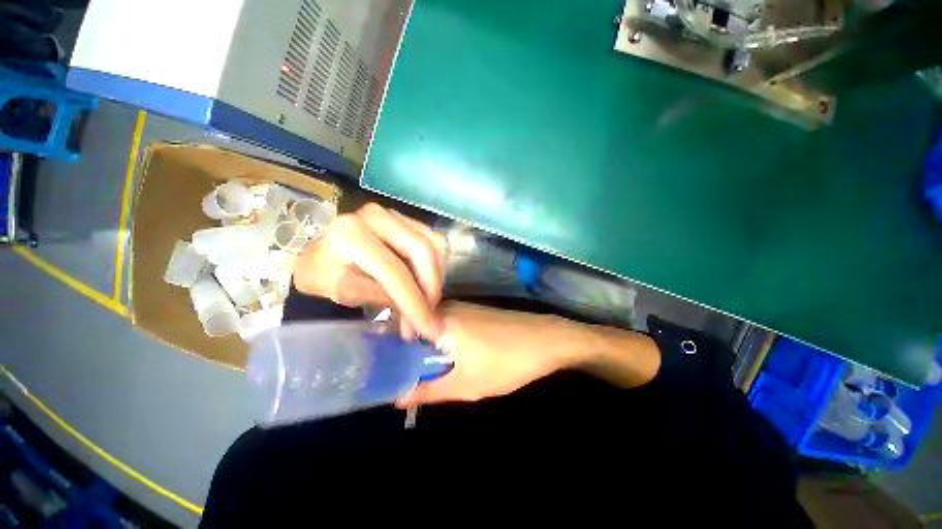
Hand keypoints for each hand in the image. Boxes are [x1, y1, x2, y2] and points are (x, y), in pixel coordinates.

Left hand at [293, 203, 446, 339]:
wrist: (317, 249)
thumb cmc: (322, 273)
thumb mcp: (345, 293)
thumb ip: (383, 300)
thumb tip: (417, 319)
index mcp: (352, 235)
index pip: (395, 272)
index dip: (415, 302)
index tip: (430, 328)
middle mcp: (377, 216)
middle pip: (423, 252)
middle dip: (432, 287)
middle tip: (430, 312)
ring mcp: (393, 213)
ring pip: (434, 244)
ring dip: (436, 276)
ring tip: (425, 299)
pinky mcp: (404, 218)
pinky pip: (432, 240)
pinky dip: (434, 264)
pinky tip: (424, 281)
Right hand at [396, 303, 585, 406]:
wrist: (547, 339)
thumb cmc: (506, 361)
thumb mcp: (466, 384)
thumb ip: (429, 391)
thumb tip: (396, 397)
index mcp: (440, 320)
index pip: (401, 327)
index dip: (390, 349)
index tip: (385, 369)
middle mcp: (448, 307)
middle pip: (417, 327)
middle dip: (410, 352)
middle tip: (407, 376)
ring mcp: (464, 307)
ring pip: (434, 328)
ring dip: (429, 349)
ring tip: (426, 372)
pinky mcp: (476, 312)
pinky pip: (449, 326)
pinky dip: (444, 342)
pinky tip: (451, 359)